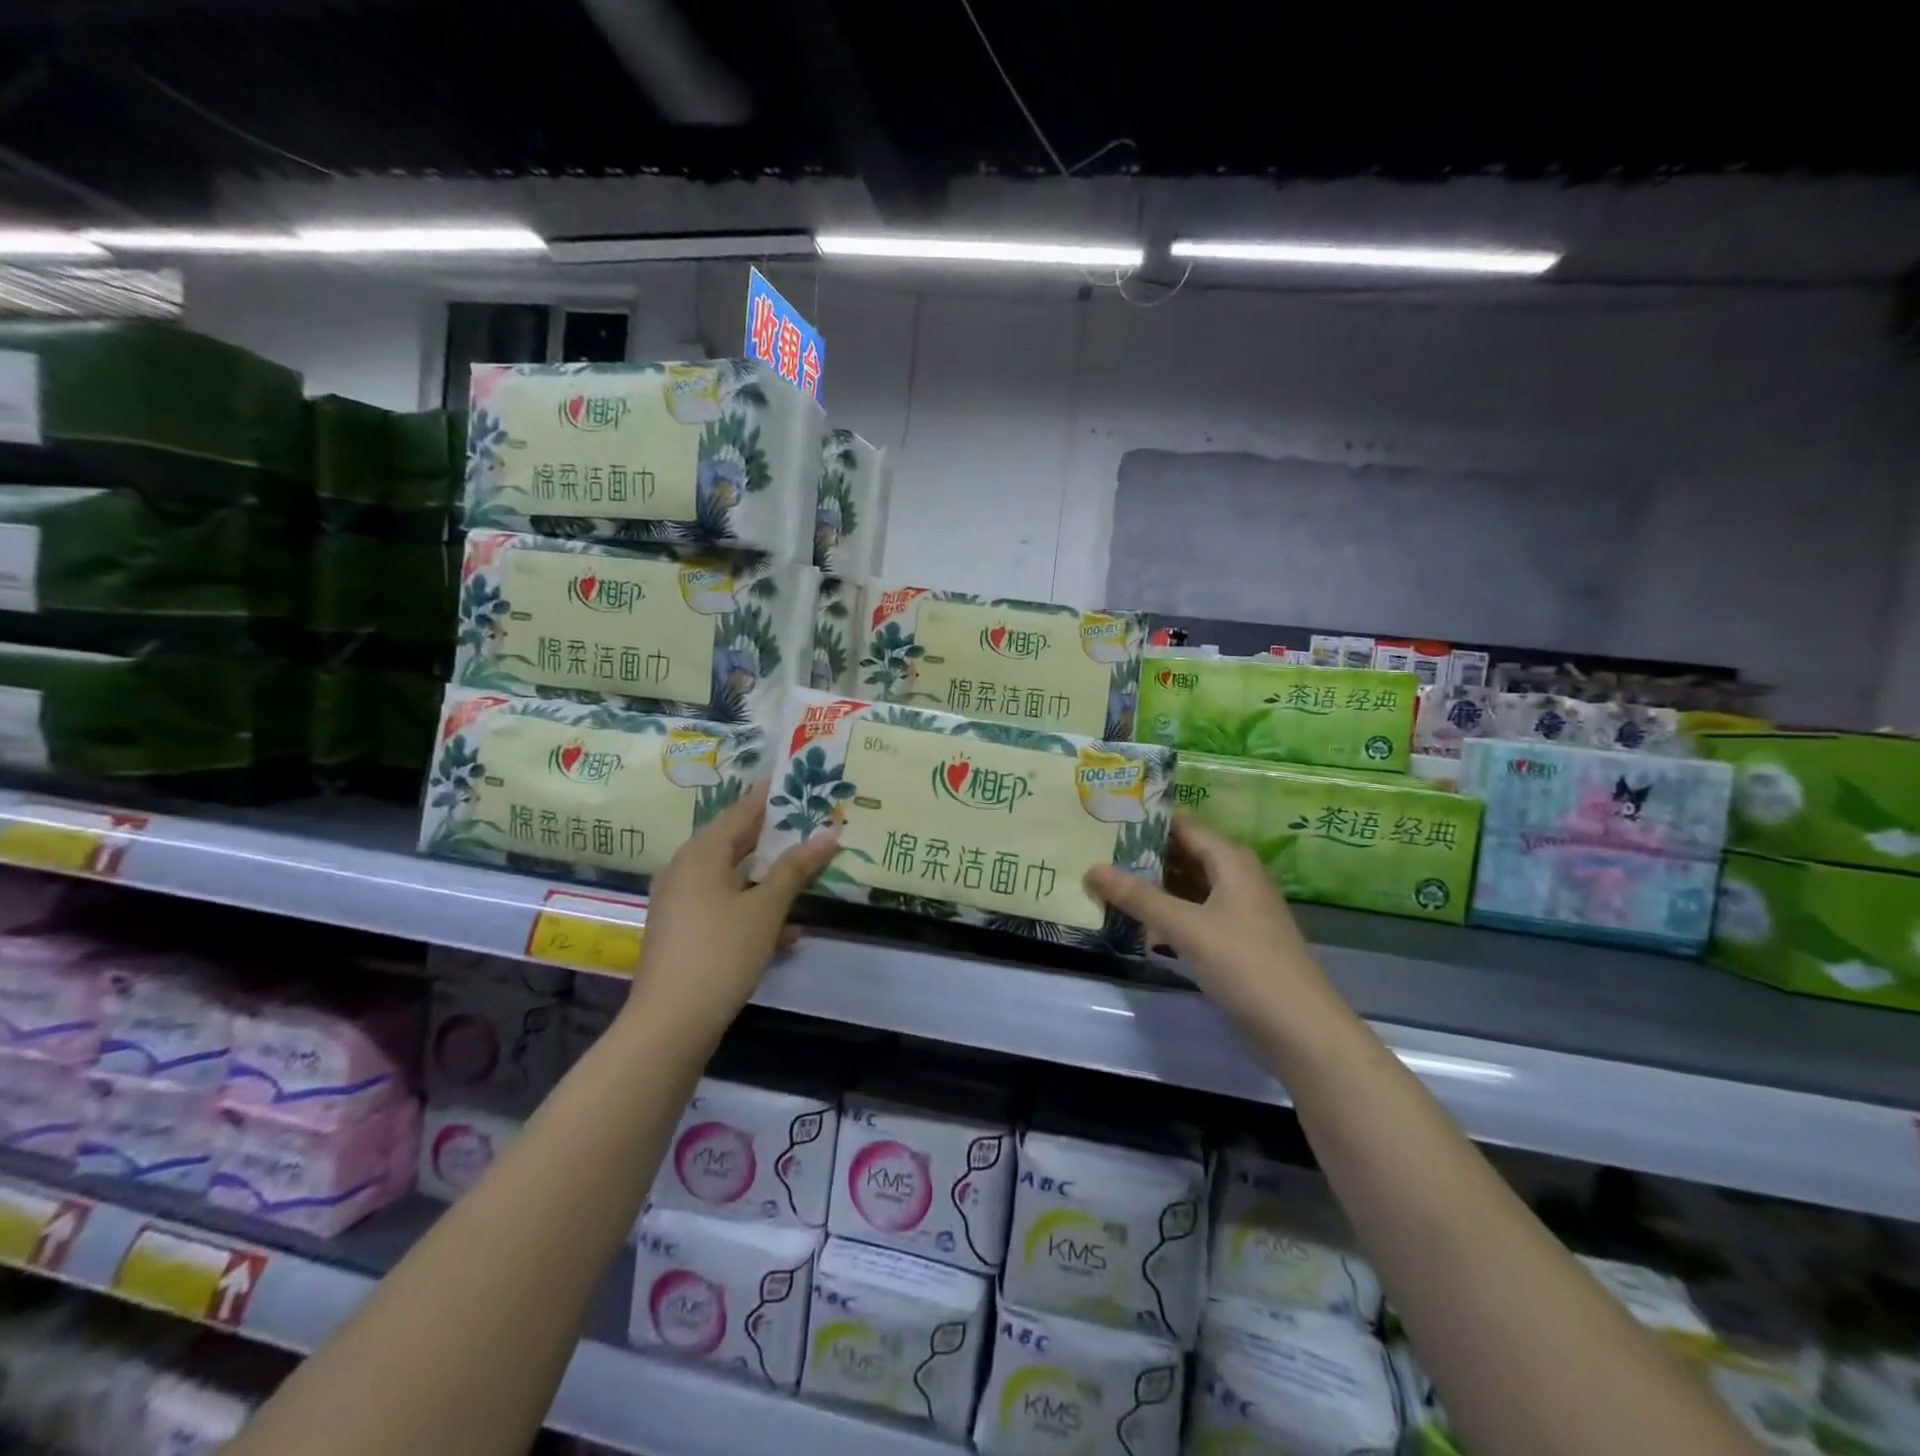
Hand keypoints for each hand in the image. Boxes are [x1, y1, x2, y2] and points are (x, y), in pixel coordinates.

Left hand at [628, 786, 840, 1034]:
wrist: (670, 1023)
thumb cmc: (722, 952)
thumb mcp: (766, 908)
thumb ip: (796, 869)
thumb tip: (829, 833)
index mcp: (702, 853)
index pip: (743, 810)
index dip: (774, 798)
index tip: (804, 787)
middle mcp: (685, 869)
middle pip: (737, 843)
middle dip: (777, 841)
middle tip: (815, 830)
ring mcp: (681, 902)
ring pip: (734, 878)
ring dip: (769, 880)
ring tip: (809, 878)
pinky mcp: (684, 932)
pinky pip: (724, 907)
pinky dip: (753, 911)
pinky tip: (787, 934)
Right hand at [1084, 815, 1336, 1027]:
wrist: (1302, 1031)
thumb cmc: (1246, 966)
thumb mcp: (1186, 928)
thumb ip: (1138, 897)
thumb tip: (1090, 868)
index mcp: (1230, 860)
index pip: (1181, 826)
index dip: (1144, 821)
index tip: (1103, 818)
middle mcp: (1236, 876)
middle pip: (1183, 854)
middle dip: (1142, 854)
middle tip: (1094, 850)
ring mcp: (1238, 909)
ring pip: (1187, 886)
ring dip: (1152, 885)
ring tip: (1106, 880)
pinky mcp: (1235, 939)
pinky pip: (1194, 912)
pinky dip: (1167, 912)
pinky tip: (1138, 921)